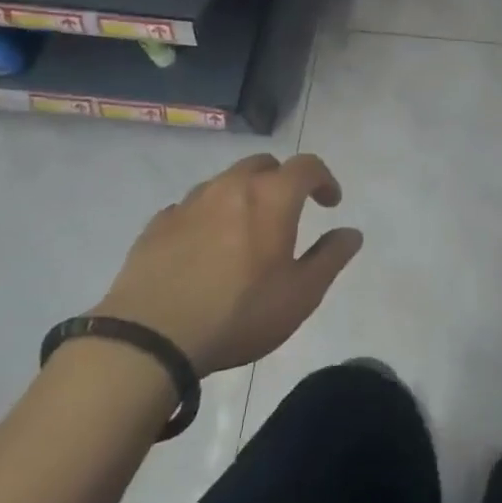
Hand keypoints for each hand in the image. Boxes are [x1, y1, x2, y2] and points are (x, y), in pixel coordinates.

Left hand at [94, 153, 361, 374]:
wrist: (149, 338)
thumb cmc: (238, 313)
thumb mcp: (300, 295)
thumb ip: (330, 258)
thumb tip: (351, 232)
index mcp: (272, 196)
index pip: (307, 166)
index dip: (324, 179)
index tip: (330, 202)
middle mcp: (232, 186)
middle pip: (263, 164)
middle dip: (281, 180)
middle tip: (287, 212)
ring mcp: (191, 202)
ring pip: (225, 182)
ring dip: (242, 196)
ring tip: (243, 232)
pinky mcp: (158, 224)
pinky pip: (190, 207)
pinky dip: (206, 217)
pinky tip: (202, 248)